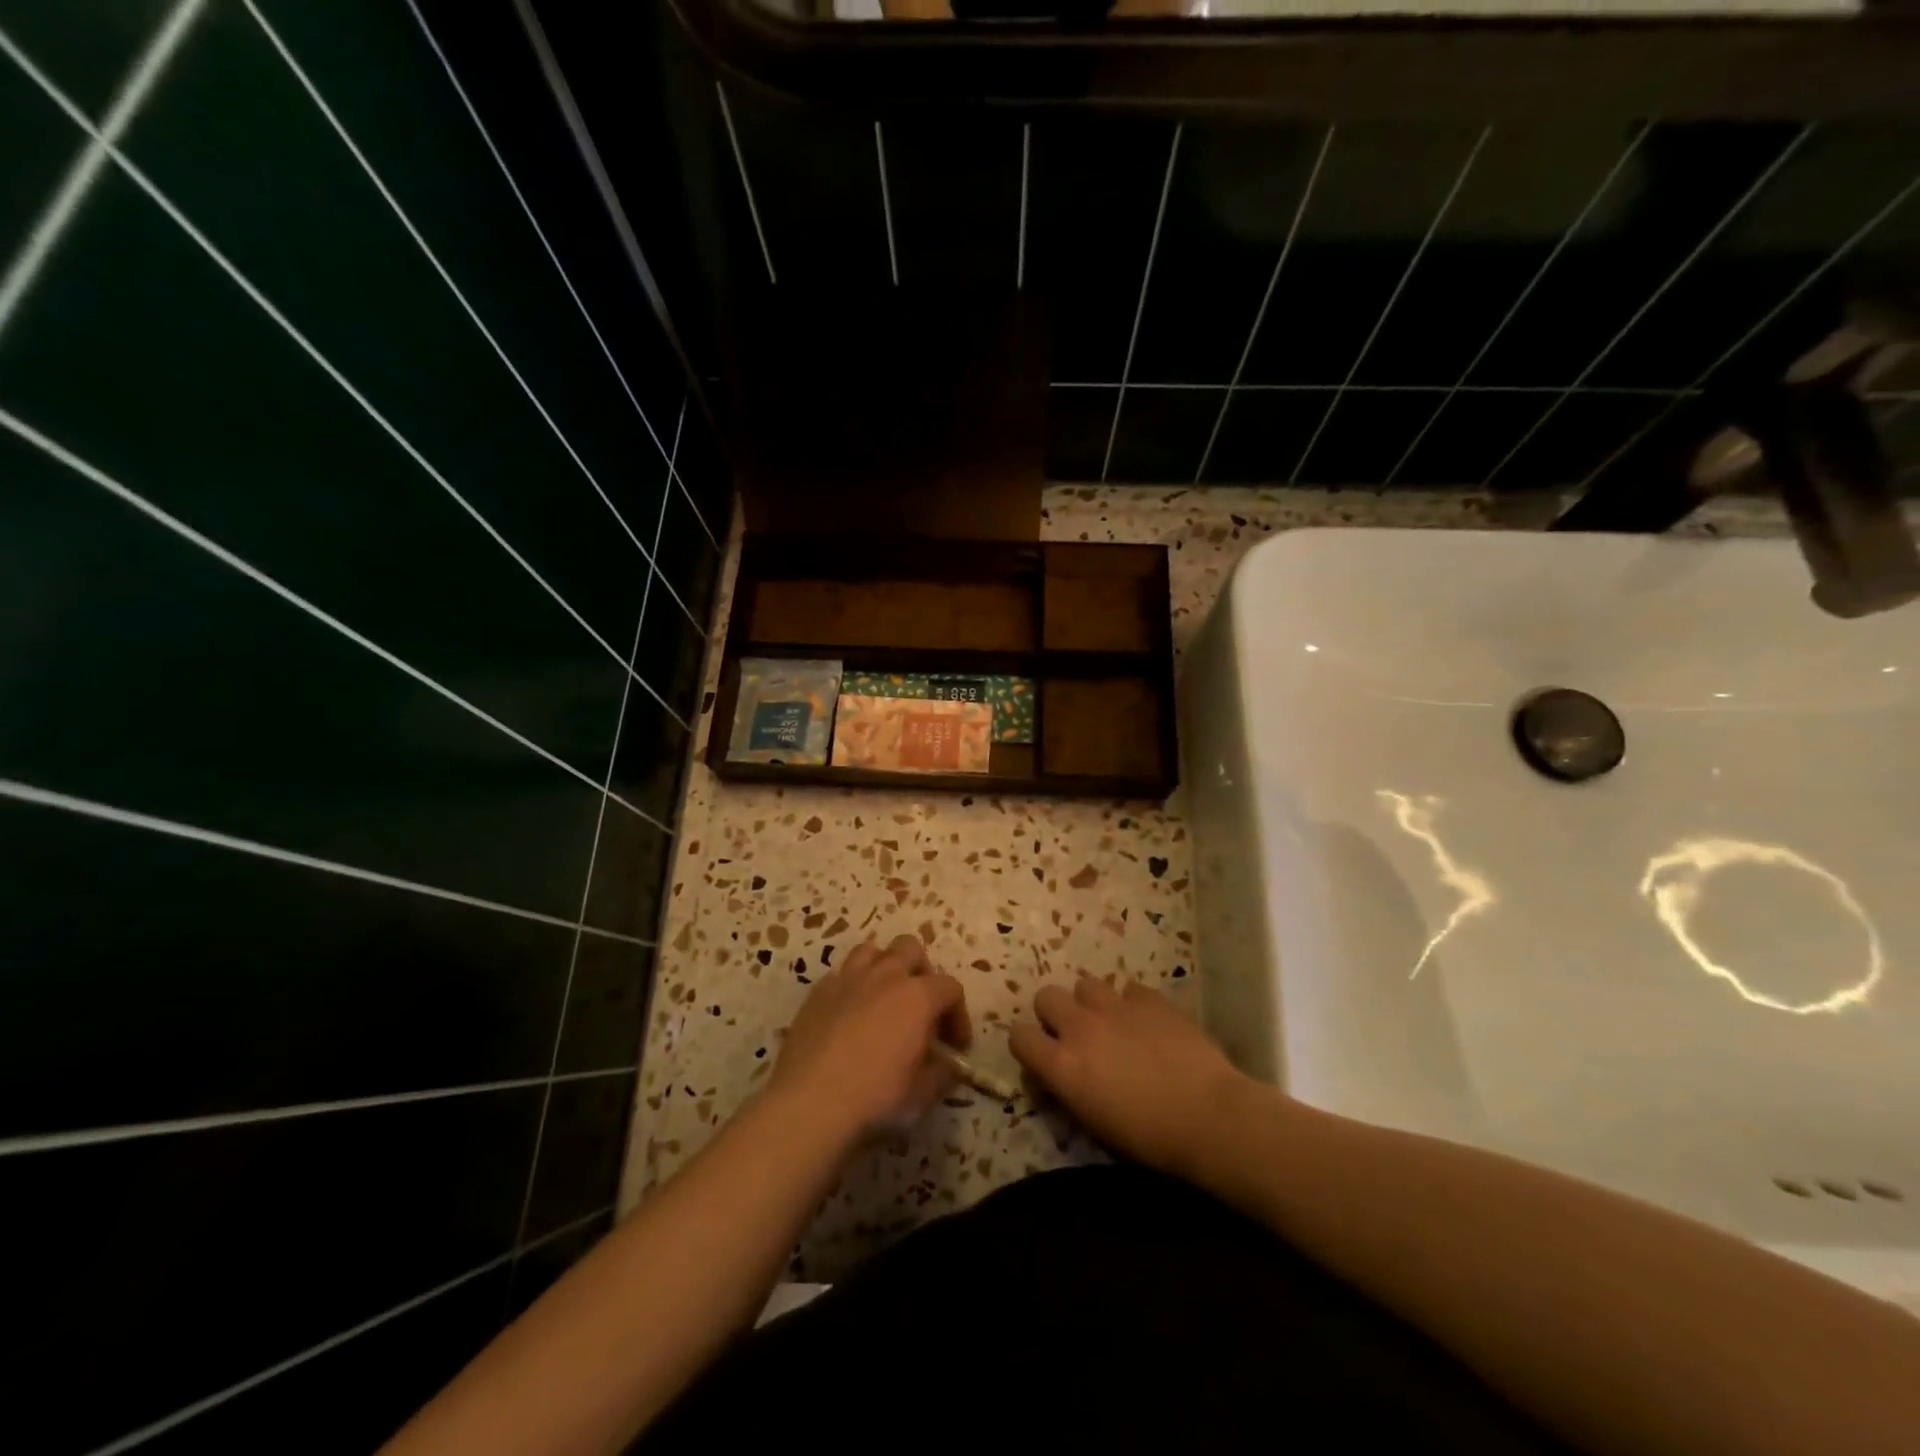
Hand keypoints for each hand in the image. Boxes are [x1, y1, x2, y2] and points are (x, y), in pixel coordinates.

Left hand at [768, 934, 971, 1145]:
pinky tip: (849, 1014)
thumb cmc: (875, 1098)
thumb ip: (941, 1074)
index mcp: (917, 996)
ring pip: (872, 951)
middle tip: (920, 1007)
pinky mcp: (818, 991)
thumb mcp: (921, 1095)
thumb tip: (947, 1066)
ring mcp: (847, 979)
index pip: (950, 988)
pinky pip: (841, 974)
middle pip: (910, 948)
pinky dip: (852, 986)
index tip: (955, 1045)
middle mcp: (885, 976)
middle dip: (921, 972)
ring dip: (884, 968)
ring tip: (883, 999)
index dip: (958, 1014)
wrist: (809, 1104)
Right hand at [1010, 976, 1254, 1178]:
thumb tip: (1060, 1073)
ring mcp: (1115, 1006)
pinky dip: (1132, 1004)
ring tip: (1112, 1024)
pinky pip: (1128, 989)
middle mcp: (1080, 1027)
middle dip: (1055, 1013)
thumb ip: (1069, 1088)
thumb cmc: (1150, 1139)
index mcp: (1062, 1065)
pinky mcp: (1149, 998)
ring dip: (1091, 1003)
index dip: (1027, 1044)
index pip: (1019, 1036)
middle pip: (1046, 997)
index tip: (1041, 1055)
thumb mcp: (1094, 1123)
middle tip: (1076, 1035)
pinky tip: (1148, 1024)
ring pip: (1085, 985)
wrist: (1209, 1117)